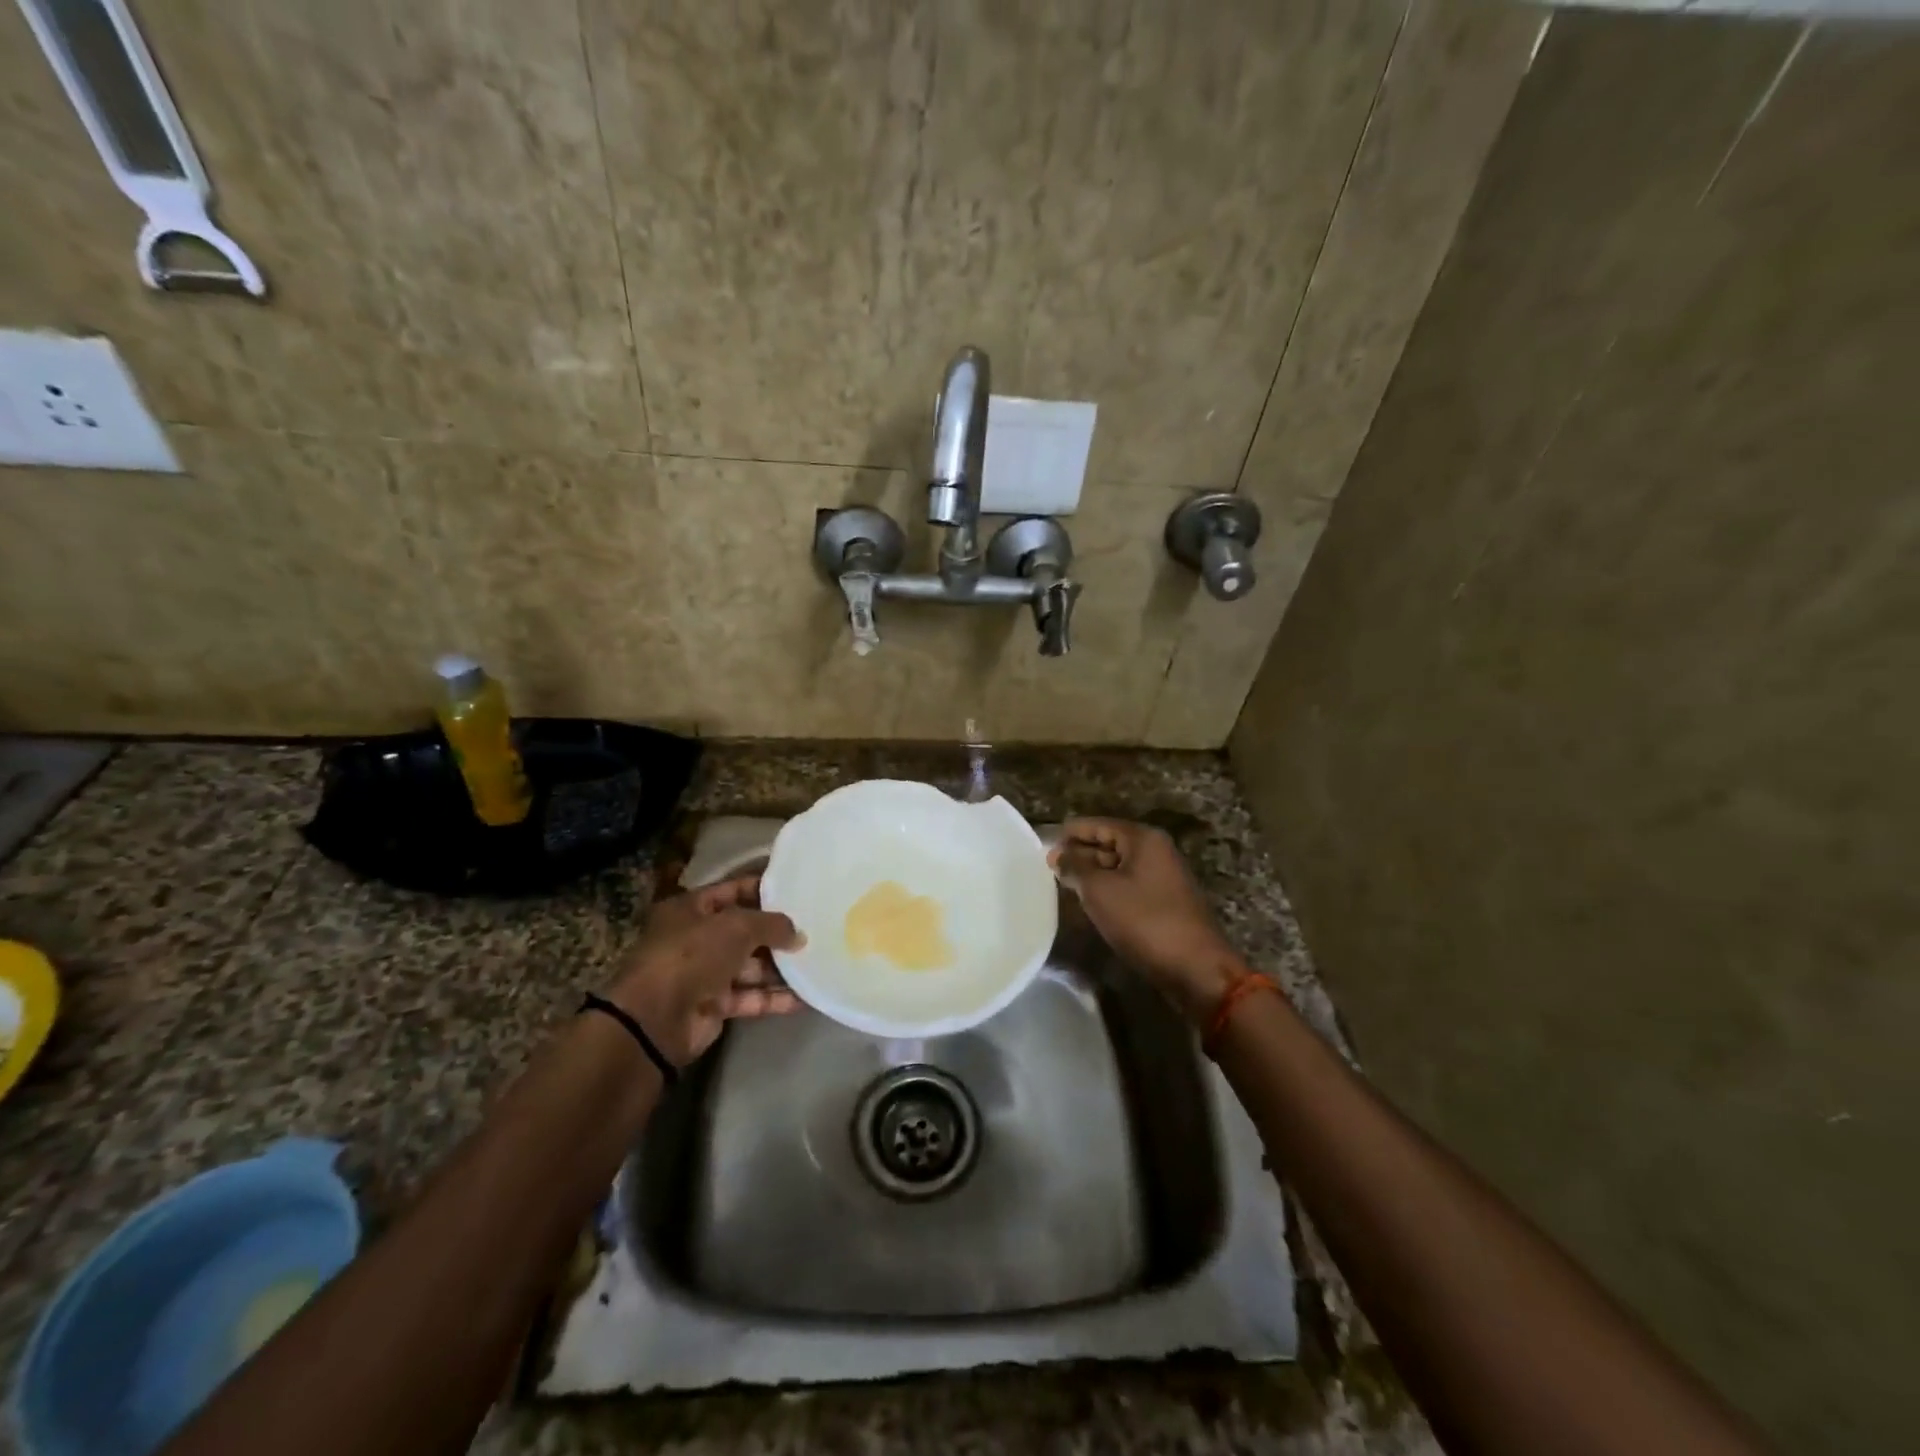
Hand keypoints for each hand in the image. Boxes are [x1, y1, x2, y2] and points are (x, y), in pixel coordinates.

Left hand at [605, 875, 803, 1065]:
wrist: (655, 1019)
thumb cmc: (693, 955)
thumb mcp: (737, 927)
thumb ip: (772, 924)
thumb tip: (799, 933)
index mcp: (691, 909)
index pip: (733, 890)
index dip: (763, 889)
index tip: (798, 890)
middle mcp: (697, 938)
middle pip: (744, 930)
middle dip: (777, 932)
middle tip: (815, 929)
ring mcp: (704, 974)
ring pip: (750, 966)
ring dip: (780, 967)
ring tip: (817, 961)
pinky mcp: (714, 1006)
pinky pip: (750, 997)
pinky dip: (774, 998)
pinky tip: (805, 997)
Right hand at [1050, 818, 1241, 1025]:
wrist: (1195, 968)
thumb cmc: (1144, 921)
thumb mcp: (1100, 891)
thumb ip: (1075, 868)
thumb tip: (1057, 855)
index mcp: (1143, 839)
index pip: (1099, 824)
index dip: (1071, 832)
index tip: (1043, 842)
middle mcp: (1157, 851)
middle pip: (1110, 843)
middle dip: (1080, 853)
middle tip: (1048, 866)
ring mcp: (1164, 877)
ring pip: (1119, 867)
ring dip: (1093, 873)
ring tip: (1062, 883)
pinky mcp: (1165, 902)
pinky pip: (1129, 886)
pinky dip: (1108, 890)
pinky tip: (1089, 902)